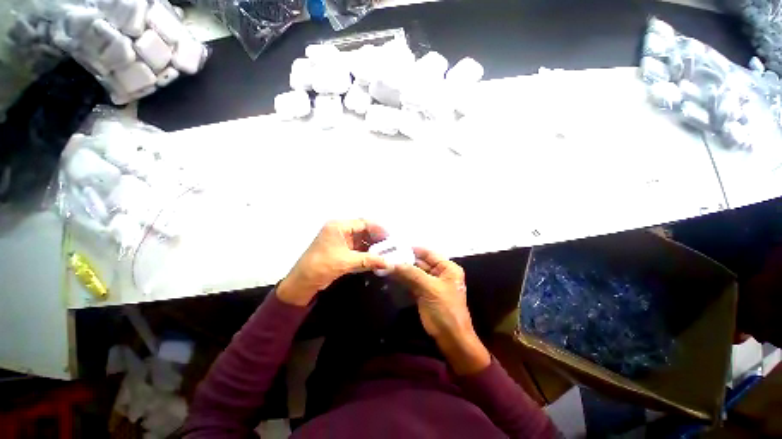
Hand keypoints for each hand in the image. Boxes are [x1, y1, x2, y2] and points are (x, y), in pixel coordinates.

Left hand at [277, 220, 388, 305]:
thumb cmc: (323, 266)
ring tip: (385, 251)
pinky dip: (365, 252)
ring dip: (371, 246)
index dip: (377, 229)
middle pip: (362, 230)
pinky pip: (356, 248)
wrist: (302, 282)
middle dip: (376, 238)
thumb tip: (389, 263)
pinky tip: (375, 257)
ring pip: (360, 239)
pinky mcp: (340, 249)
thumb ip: (369, 260)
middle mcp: (340, 230)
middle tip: (389, 245)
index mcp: (339, 226)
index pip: (363, 223)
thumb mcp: (347, 262)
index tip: (390, 236)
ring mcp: (340, 240)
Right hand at [393, 248, 489, 374]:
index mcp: (447, 268)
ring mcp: (431, 283)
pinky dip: (403, 279)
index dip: (412, 250)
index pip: (428, 253)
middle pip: (420, 262)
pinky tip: (391, 276)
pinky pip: (412, 282)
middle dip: (404, 260)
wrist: (451, 339)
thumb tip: (392, 262)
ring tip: (386, 264)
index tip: (395, 247)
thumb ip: (412, 273)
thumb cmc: (445, 310)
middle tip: (387, 256)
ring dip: (402, 270)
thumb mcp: (430, 289)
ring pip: (414, 272)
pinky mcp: (424, 293)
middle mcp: (440, 273)